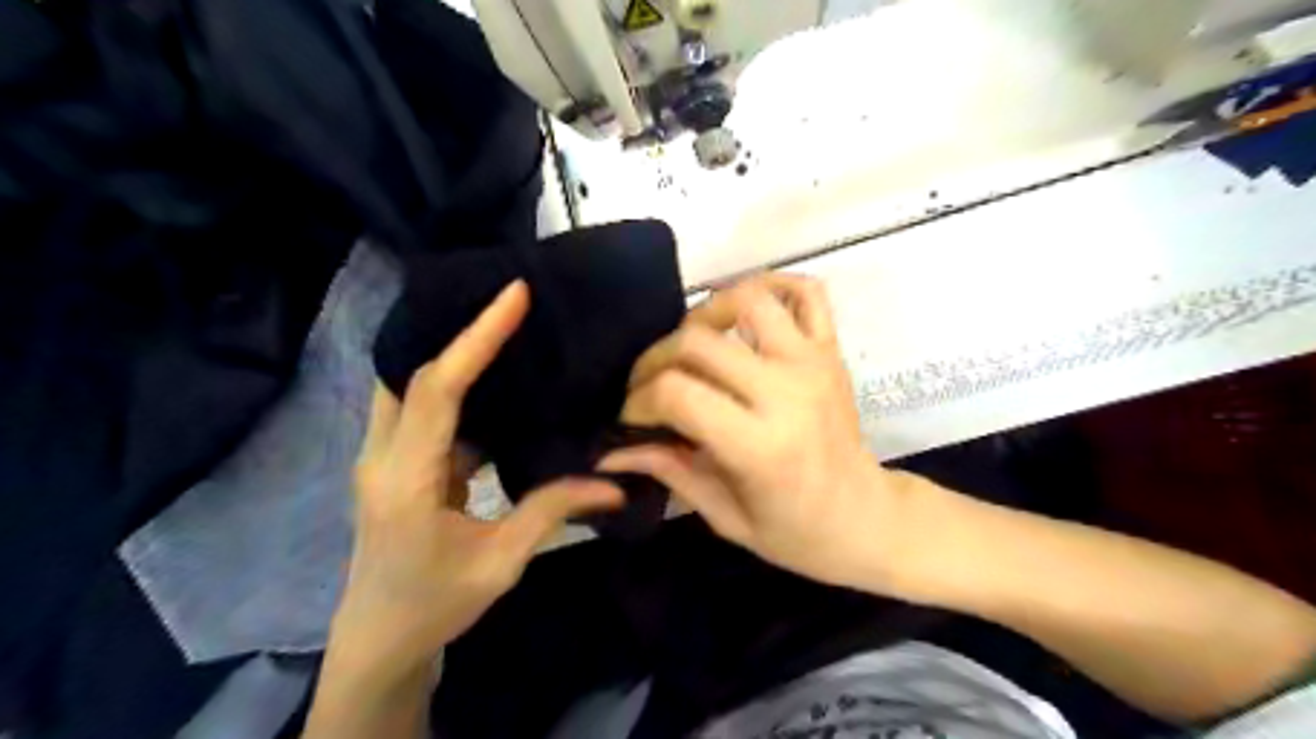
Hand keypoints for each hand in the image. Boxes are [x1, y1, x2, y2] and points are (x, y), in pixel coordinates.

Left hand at [326, 281, 620, 676]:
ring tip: (506, 332)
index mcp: (405, 478)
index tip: (513, 297)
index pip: (438, 389)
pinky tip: (498, 388)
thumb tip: (614, 483)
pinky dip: (459, 392)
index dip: (475, 339)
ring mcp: (386, 458)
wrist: (380, 640)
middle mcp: (384, 456)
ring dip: (454, 359)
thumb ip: (552, 511)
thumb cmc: (434, 605)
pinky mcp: (399, 464)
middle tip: (508, 303)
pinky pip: (427, 413)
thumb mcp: (499, 563)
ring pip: (413, 389)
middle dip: (455, 332)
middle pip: (411, 374)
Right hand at [602, 274, 917, 591]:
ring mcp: (813, 363)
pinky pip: (806, 293)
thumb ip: (669, 471)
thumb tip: (611, 450)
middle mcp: (786, 393)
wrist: (866, 519)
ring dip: (705, 313)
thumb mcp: (725, 517)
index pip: (676, 394)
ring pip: (748, 299)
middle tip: (648, 386)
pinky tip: (745, 310)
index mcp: (760, 447)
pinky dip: (772, 285)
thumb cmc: (795, 533)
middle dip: (654, 360)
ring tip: (691, 343)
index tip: (632, 418)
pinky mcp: (830, 351)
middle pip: (697, 343)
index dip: (638, 401)